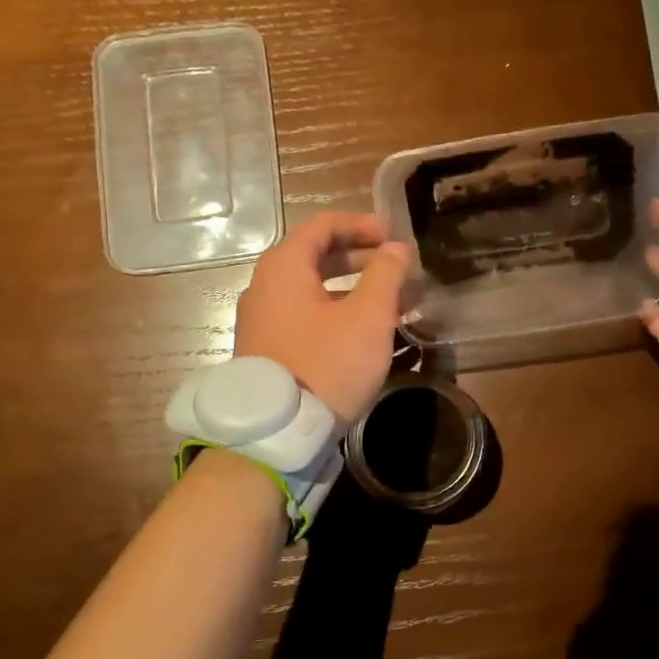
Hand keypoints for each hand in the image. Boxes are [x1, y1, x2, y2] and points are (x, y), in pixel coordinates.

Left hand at [235, 212, 410, 422]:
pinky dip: (334, 312)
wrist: (278, 433)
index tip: (394, 238)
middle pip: (315, 256)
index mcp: (284, 267)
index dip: (362, 226)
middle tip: (396, 268)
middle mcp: (265, 286)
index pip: (323, 226)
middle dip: (360, 258)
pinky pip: (304, 315)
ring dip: (351, 289)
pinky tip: (362, 333)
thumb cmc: (327, 364)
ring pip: (312, 289)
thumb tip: (396, 248)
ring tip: (388, 303)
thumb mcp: (368, 317)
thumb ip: (386, 274)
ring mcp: (262, 320)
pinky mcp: (266, 349)